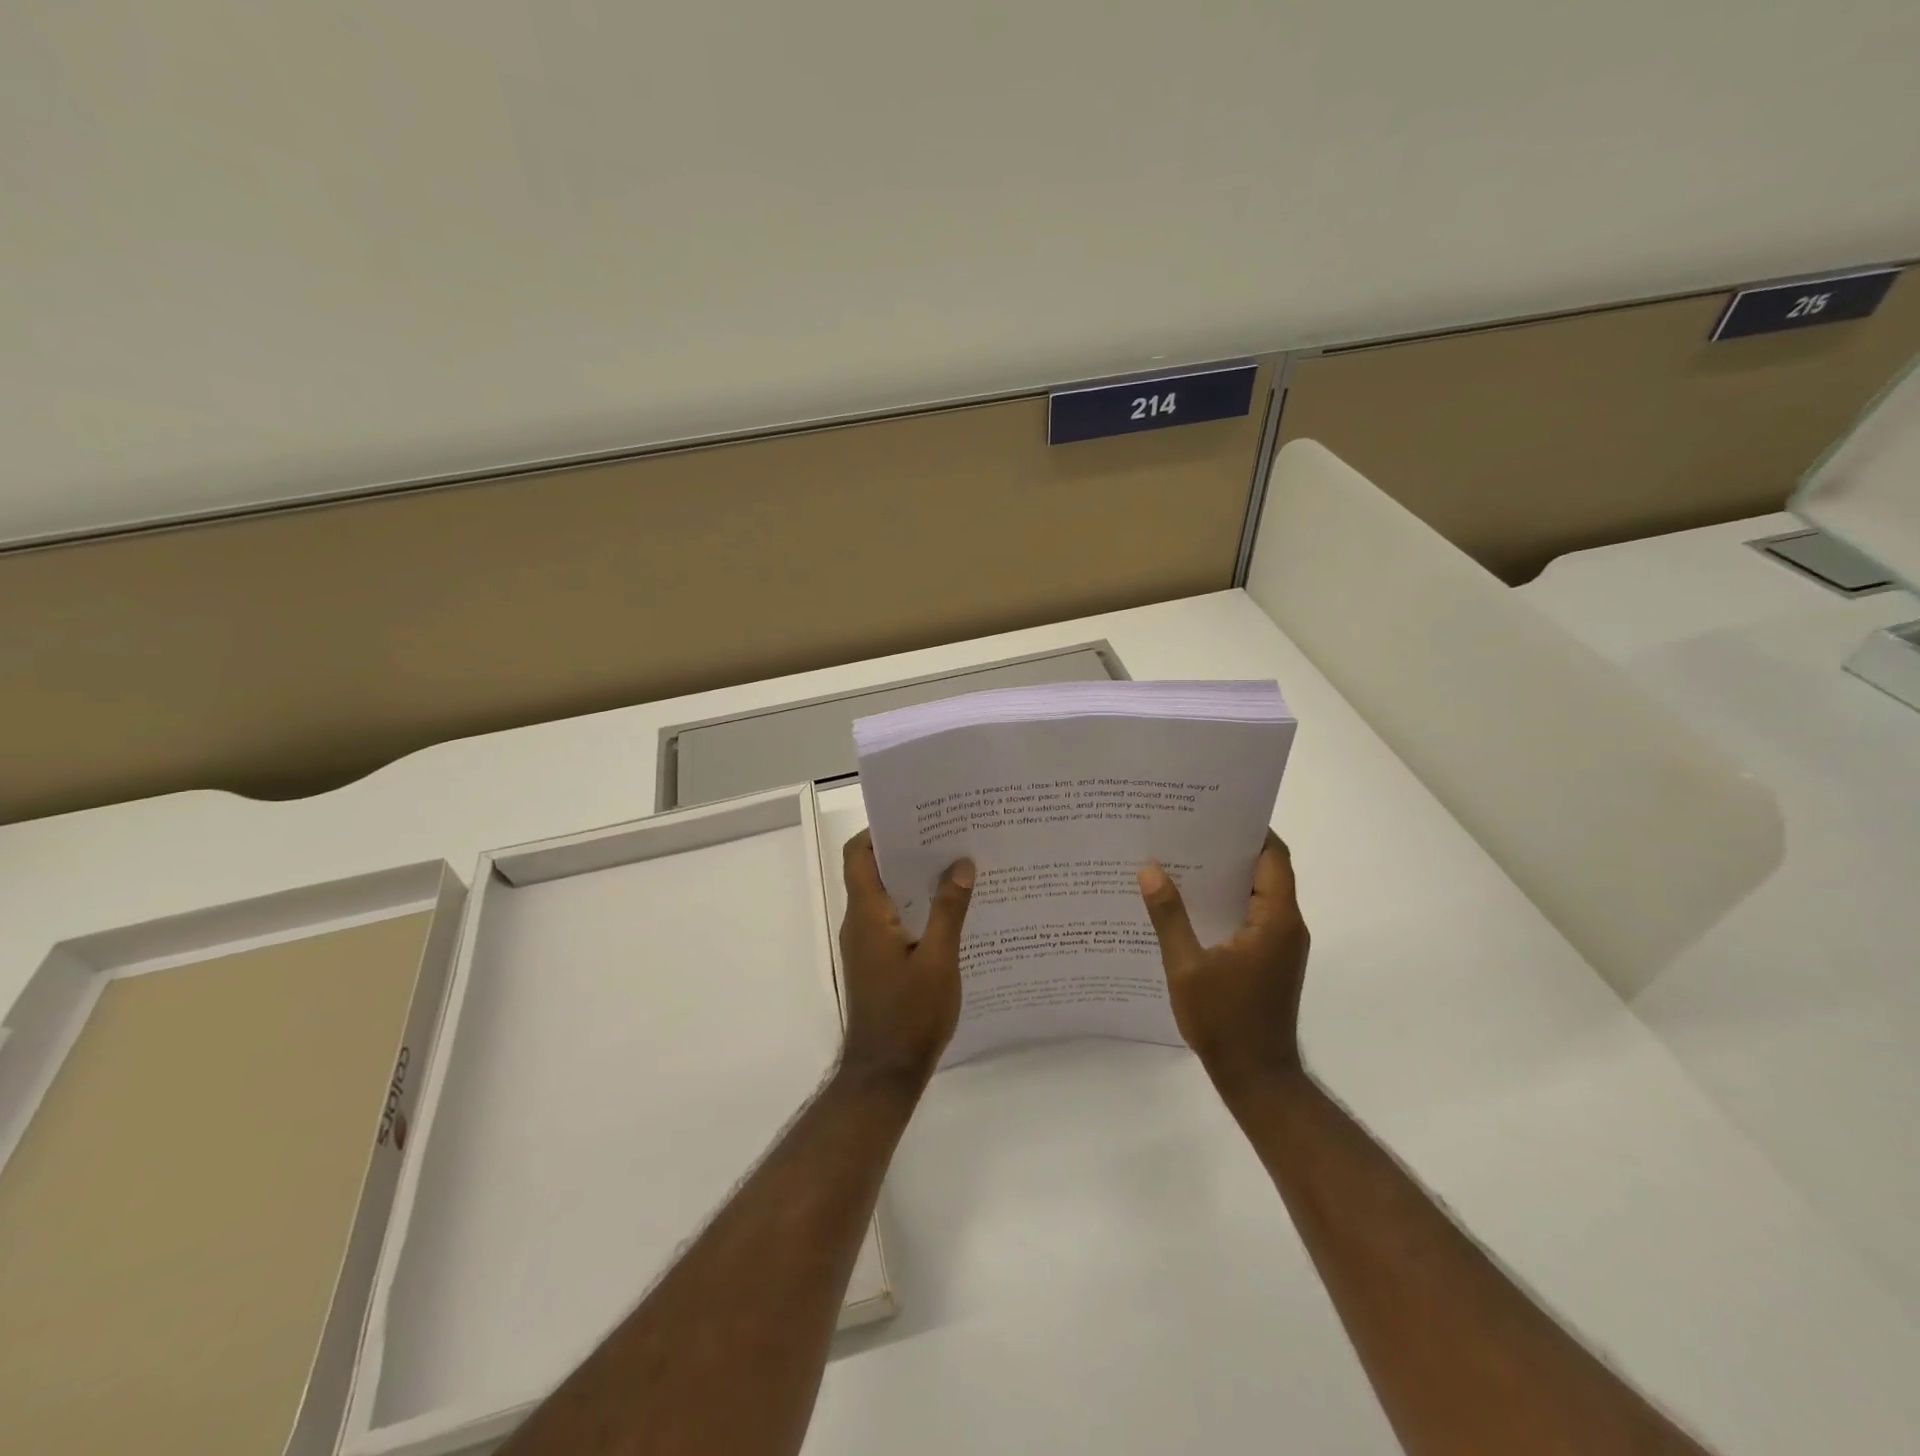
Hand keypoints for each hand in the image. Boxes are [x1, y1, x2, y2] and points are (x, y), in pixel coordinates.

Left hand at [837, 830, 973, 1088]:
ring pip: (885, 896)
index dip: (880, 830)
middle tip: (948, 836)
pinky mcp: (877, 962)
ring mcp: (866, 944)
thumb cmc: (910, 1015)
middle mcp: (860, 923)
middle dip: (907, 850)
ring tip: (955, 867)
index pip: (859, 855)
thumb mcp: (939, 961)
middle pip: (873, 871)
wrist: (885, 1074)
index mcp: (867, 915)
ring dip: (913, 879)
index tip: (917, 818)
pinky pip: (893, 920)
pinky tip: (951, 911)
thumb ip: (949, 910)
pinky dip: (915, 907)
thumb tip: (960, 863)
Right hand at [1137, 830, 1309, 1089]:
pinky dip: (1226, 901)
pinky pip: (1252, 915)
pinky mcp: (1270, 959)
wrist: (1257, 1079)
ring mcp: (1280, 944)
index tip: (1214, 811)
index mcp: (1275, 920)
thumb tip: (1150, 869)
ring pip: (1258, 893)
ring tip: (1181, 858)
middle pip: (1266, 870)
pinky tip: (1189, 903)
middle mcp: (1286, 925)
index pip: (1273, 857)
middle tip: (1186, 829)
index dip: (1250, 829)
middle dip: (1230, 847)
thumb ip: (1169, 916)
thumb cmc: (1225, 1021)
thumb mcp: (1186, 967)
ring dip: (1226, 876)